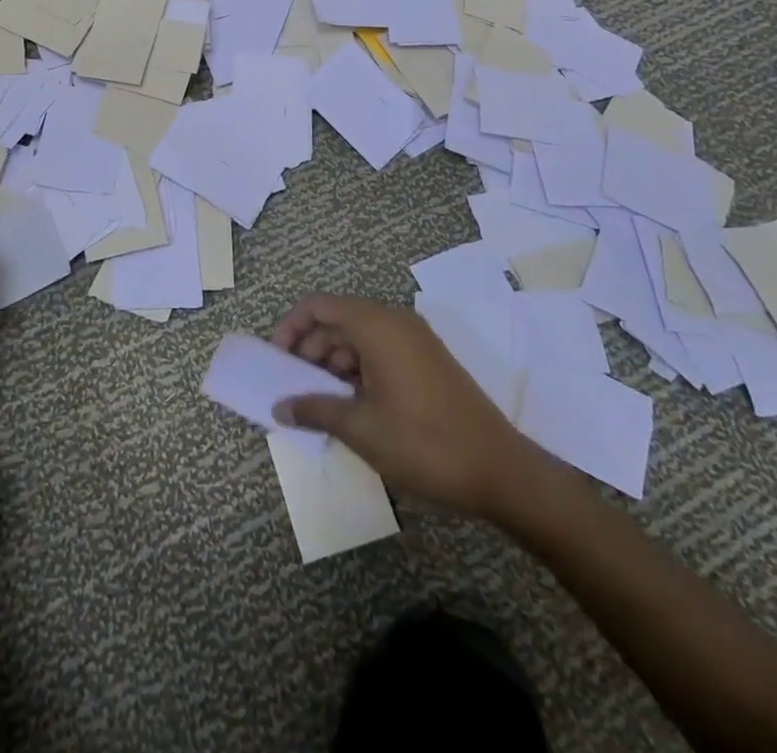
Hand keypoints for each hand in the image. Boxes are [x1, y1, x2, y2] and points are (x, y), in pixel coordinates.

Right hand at [271, 294, 558, 525]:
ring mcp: (414, 339)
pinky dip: (356, 369)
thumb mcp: (361, 429)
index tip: (276, 360)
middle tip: (293, 387)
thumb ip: (314, 409)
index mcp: (376, 324)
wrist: (501, 471)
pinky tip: (350, 405)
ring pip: (357, 336)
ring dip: (332, 362)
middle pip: (337, 319)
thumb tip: (279, 407)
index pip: (318, 305)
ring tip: (319, 402)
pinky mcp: (426, 360)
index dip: (290, 327)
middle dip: (309, 349)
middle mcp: (394, 320)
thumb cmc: (424, 443)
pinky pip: (379, 350)